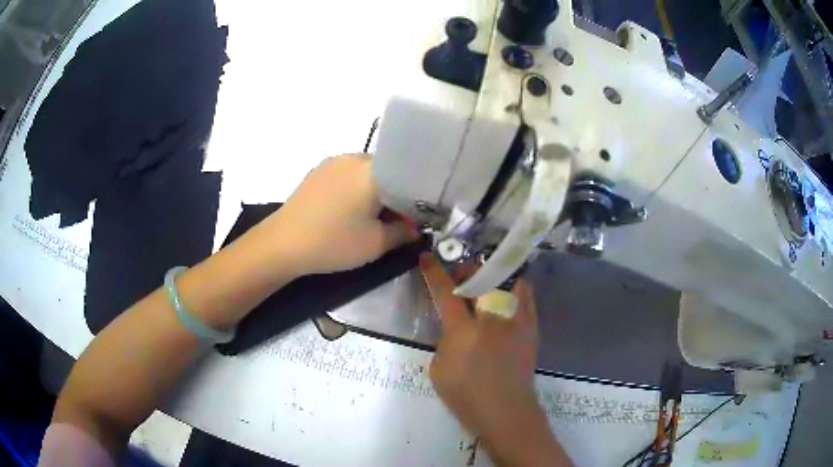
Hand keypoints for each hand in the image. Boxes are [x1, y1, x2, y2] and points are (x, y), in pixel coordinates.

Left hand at [260, 154, 417, 274]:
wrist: (282, 243)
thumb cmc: (332, 243)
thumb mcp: (375, 244)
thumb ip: (403, 233)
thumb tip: (415, 227)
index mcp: (373, 170)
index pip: (409, 175)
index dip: (418, 196)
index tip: (418, 216)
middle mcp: (355, 157)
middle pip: (388, 170)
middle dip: (396, 192)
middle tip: (396, 219)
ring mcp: (334, 161)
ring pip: (368, 171)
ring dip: (375, 189)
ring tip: (371, 215)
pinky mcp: (318, 170)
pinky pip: (348, 173)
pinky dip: (357, 187)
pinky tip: (348, 209)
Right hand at [421, 255, 571, 466]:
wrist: (506, 412)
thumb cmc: (466, 397)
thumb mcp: (438, 370)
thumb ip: (445, 342)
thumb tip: (456, 328)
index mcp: (463, 332)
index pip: (446, 293)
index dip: (434, 273)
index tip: (427, 256)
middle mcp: (491, 320)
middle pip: (480, 281)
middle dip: (466, 270)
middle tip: (459, 273)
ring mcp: (515, 323)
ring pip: (505, 284)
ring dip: (491, 277)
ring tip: (484, 279)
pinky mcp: (530, 329)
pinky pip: (527, 299)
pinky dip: (517, 288)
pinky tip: (510, 288)